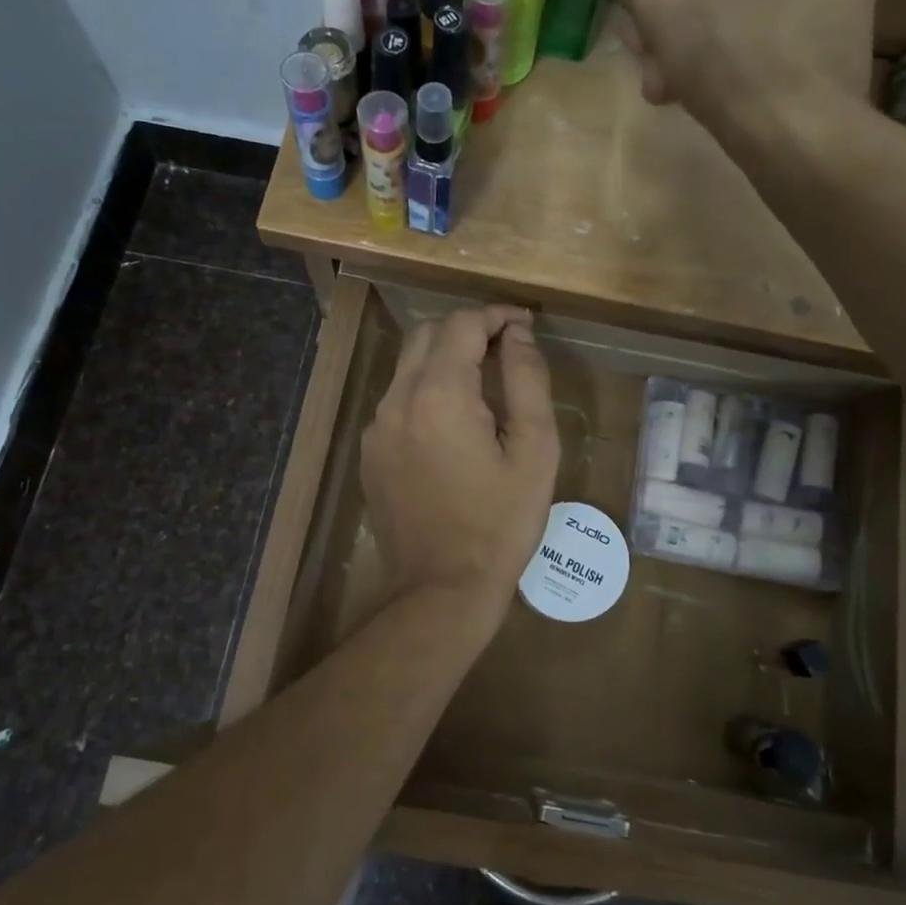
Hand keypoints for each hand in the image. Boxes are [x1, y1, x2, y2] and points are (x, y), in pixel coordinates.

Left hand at [360, 306, 559, 612]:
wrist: (442, 588)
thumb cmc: (501, 523)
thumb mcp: (534, 451)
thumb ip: (527, 381)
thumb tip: (518, 334)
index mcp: (440, 395)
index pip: (462, 325)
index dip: (496, 316)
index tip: (524, 325)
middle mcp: (398, 400)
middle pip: (427, 335)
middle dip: (467, 330)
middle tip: (505, 347)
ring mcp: (377, 427)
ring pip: (408, 366)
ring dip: (444, 358)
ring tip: (484, 380)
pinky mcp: (371, 452)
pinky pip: (397, 400)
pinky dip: (425, 390)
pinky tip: (453, 421)